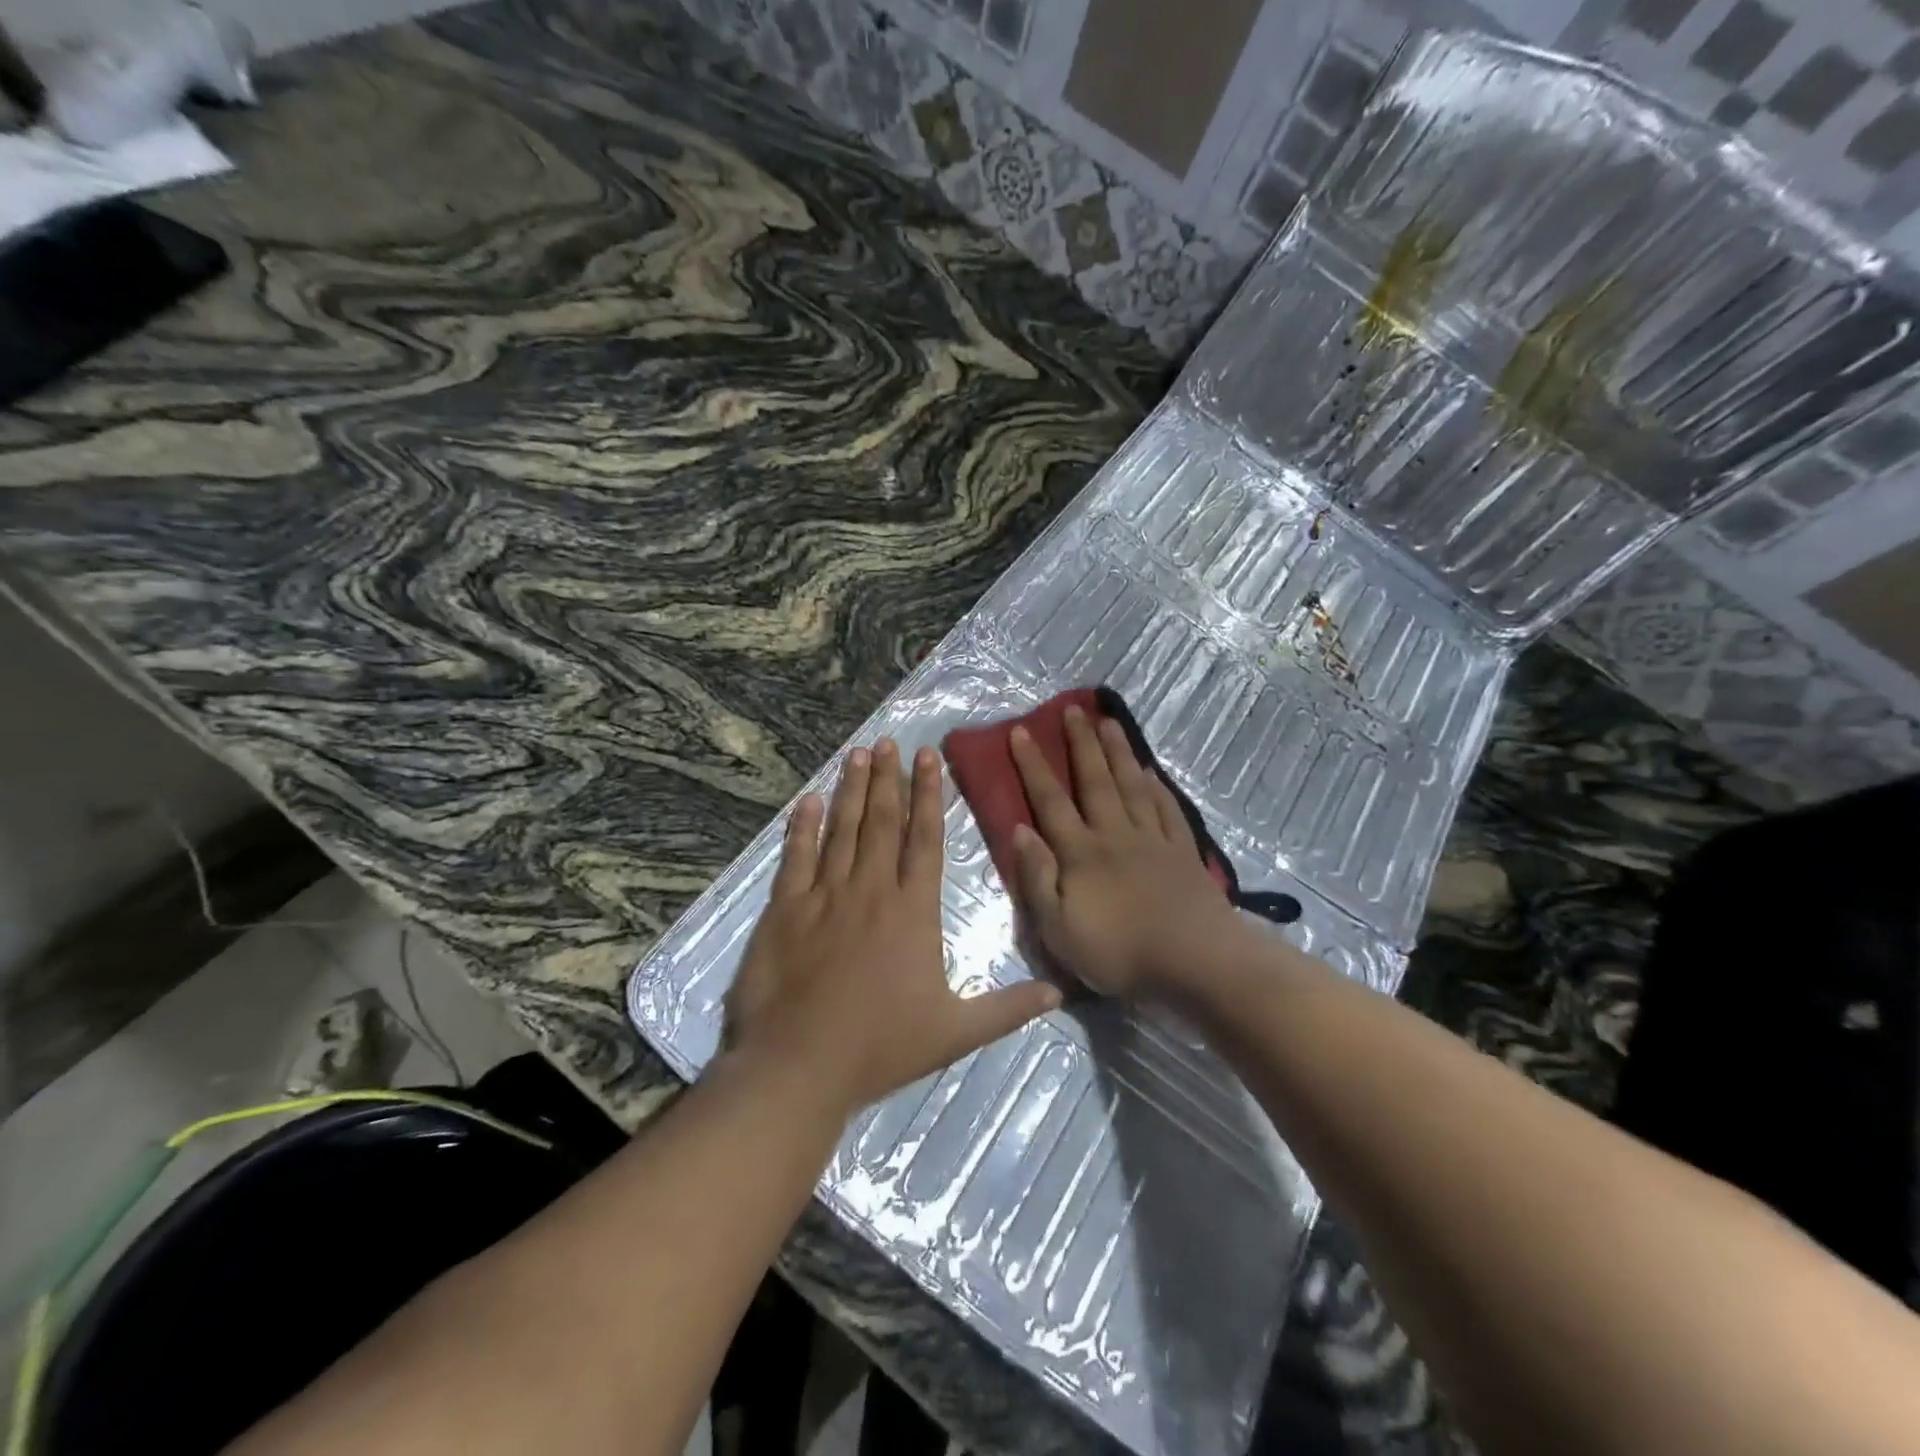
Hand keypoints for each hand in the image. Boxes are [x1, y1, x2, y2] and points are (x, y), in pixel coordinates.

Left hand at [724, 738, 1061, 1114]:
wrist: (800, 1065)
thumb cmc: (881, 1047)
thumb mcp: (956, 1032)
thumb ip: (1008, 1008)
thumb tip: (1060, 994)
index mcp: (912, 910)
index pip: (924, 838)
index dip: (928, 794)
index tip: (927, 757)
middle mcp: (870, 890)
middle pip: (881, 822)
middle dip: (887, 778)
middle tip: (887, 741)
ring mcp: (824, 896)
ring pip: (841, 830)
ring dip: (850, 790)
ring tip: (857, 754)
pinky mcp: (785, 910)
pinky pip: (796, 858)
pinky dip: (802, 827)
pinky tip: (808, 801)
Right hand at [1008, 706, 1245, 998]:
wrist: (1195, 962)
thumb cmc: (1119, 952)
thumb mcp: (1059, 929)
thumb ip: (1036, 878)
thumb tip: (1020, 830)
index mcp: (1081, 852)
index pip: (1050, 801)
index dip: (1034, 766)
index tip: (1021, 732)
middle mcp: (1114, 834)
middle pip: (1095, 781)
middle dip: (1081, 743)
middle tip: (1073, 709)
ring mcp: (1153, 840)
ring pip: (1131, 786)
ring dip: (1118, 753)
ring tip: (1109, 722)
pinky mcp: (1183, 853)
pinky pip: (1167, 810)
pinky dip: (1157, 788)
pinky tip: (1151, 772)